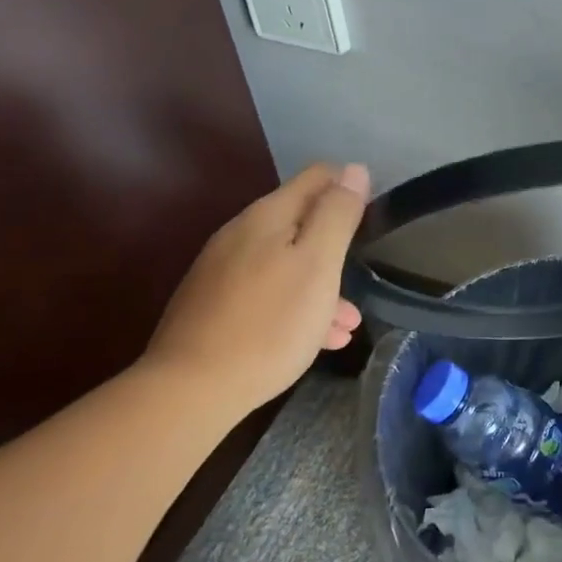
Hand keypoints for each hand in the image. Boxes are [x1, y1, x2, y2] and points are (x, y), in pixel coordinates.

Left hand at [142, 162, 370, 415]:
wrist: (189, 392)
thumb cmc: (269, 323)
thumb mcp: (318, 264)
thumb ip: (338, 214)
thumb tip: (355, 170)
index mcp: (267, 216)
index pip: (317, 177)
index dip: (348, 186)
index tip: (372, 215)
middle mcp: (241, 235)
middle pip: (301, 222)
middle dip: (335, 245)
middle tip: (361, 277)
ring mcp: (222, 272)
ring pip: (285, 264)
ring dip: (320, 284)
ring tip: (348, 324)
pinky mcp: (213, 308)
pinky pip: (267, 294)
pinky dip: (295, 307)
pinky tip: (315, 341)